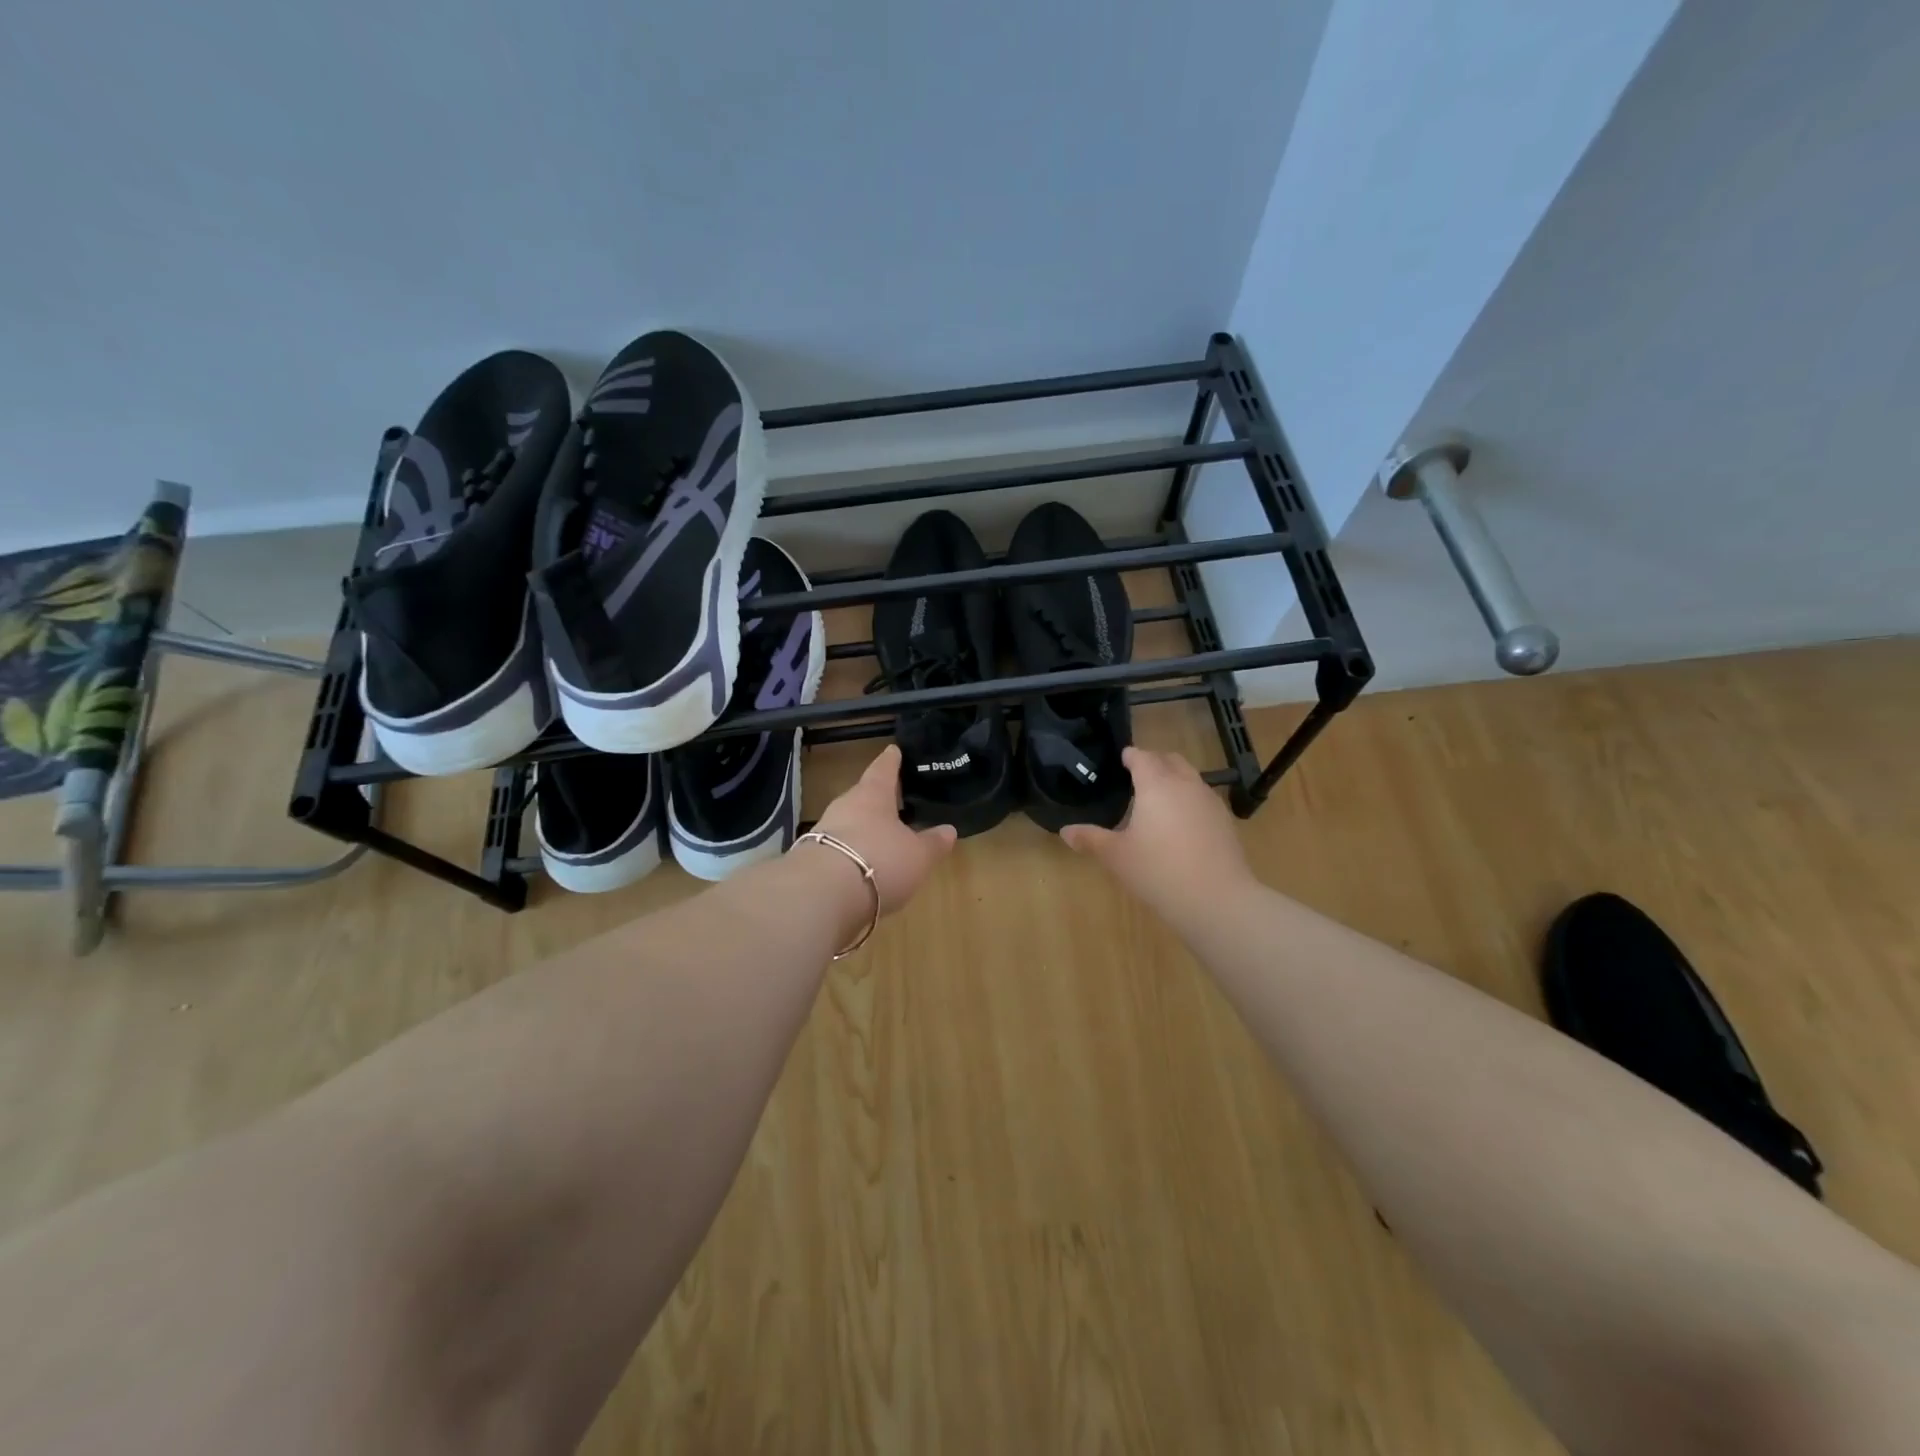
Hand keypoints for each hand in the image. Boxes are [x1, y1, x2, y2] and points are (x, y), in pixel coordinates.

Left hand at [809, 745, 957, 913]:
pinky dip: (852, 852)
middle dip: (878, 798)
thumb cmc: (880, 860)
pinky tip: (863, 864)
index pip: (884, 768)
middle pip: (864, 795)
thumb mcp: (918, 855)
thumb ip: (933, 843)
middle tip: (896, 800)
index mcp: (873, 794)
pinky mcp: (812, 858)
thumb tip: (949, 830)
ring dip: (865, 828)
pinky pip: (839, 847)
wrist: (822, 894)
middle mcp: (846, 805)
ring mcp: (825, 830)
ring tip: (883, 836)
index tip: (894, 749)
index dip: (892, 759)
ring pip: (849, 822)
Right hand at [1061, 747, 1256, 927]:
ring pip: (1190, 778)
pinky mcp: (1225, 822)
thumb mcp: (1116, 856)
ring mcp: (1210, 802)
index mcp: (1156, 784)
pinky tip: (1181, 824)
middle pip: (1170, 760)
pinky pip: (1203, 798)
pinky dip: (1189, 800)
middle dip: (1154, 762)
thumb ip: (1090, 839)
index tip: (1121, 759)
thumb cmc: (1158, 871)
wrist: (1217, 900)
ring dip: (1174, 779)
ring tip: (1158, 800)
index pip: (1142, 757)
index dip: (1130, 756)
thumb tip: (1066, 831)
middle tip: (1137, 776)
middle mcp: (1186, 784)